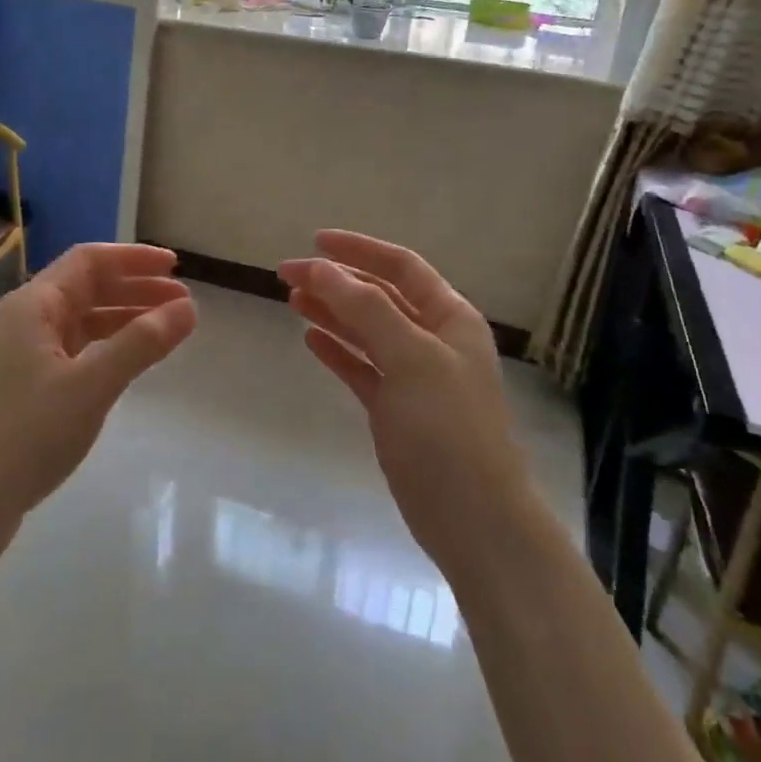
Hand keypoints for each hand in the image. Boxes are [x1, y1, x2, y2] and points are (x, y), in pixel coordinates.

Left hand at [0, 244, 195, 547]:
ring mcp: (24, 356)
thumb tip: (190, 307)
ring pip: (83, 321)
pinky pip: (77, 351)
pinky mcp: (27, 389)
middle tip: (183, 304)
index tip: (176, 268)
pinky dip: (109, 348)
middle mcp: (27, 321)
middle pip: (88, 288)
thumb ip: (142, 343)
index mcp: (34, 306)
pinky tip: (131, 363)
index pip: (89, 260)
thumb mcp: (92, 385)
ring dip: (125, 319)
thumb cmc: (26, 434)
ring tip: (168, 331)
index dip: (134, 258)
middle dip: (136, 289)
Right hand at [279, 231, 535, 579]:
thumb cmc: (448, 429)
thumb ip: (366, 309)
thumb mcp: (411, 357)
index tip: (315, 242)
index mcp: (450, 318)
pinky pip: (363, 368)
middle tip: (286, 274)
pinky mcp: (396, 411)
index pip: (402, 266)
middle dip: (336, 282)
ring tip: (291, 299)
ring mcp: (415, 377)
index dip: (360, 250)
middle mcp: (434, 340)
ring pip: (367, 332)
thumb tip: (321, 268)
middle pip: (379, 297)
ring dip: (332, 312)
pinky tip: (310, 338)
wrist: (474, 519)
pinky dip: (338, 351)